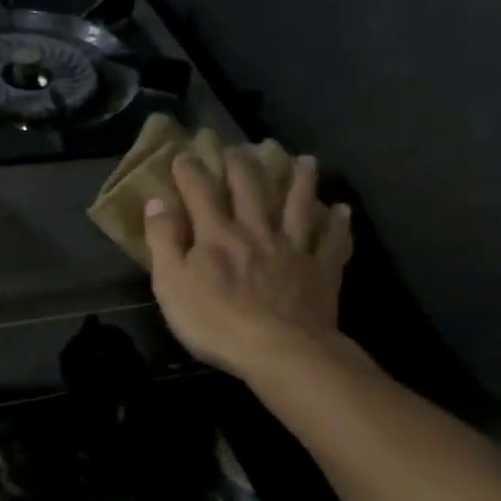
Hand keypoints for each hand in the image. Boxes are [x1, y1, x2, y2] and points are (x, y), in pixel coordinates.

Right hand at [142, 147, 354, 379]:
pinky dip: (338, 223)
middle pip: (250, 188)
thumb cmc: (216, 322)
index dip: (189, 170)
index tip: (183, 154)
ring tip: (305, 160)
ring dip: (301, 181)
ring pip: (298, 205)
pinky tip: (343, 210)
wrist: (281, 352)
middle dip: (241, 164)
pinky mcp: (321, 270)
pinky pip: (333, 241)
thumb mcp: (171, 284)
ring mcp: (293, 248)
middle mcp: (256, 230)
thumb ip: (163, 240)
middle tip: (238, 148)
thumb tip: (156, 201)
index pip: (199, 191)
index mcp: (216, 234)